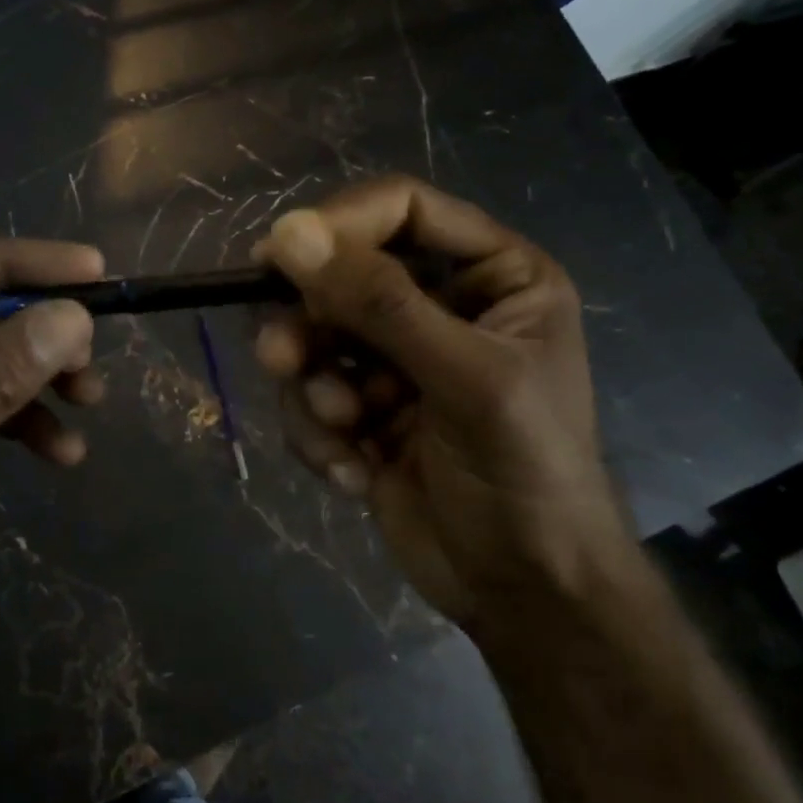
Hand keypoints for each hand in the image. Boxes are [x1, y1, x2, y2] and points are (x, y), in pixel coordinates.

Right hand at [251, 176, 626, 628]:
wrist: (524, 592)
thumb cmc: (524, 471)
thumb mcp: (464, 378)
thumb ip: (379, 303)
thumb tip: (288, 231)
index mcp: (491, 275)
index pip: (401, 210)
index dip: (340, 224)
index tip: (277, 255)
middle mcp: (440, 305)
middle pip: (343, 275)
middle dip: (310, 324)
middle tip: (282, 359)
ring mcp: (395, 359)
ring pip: (314, 337)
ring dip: (314, 387)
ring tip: (340, 428)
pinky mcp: (361, 408)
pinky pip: (309, 393)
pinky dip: (319, 432)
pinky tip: (355, 472)